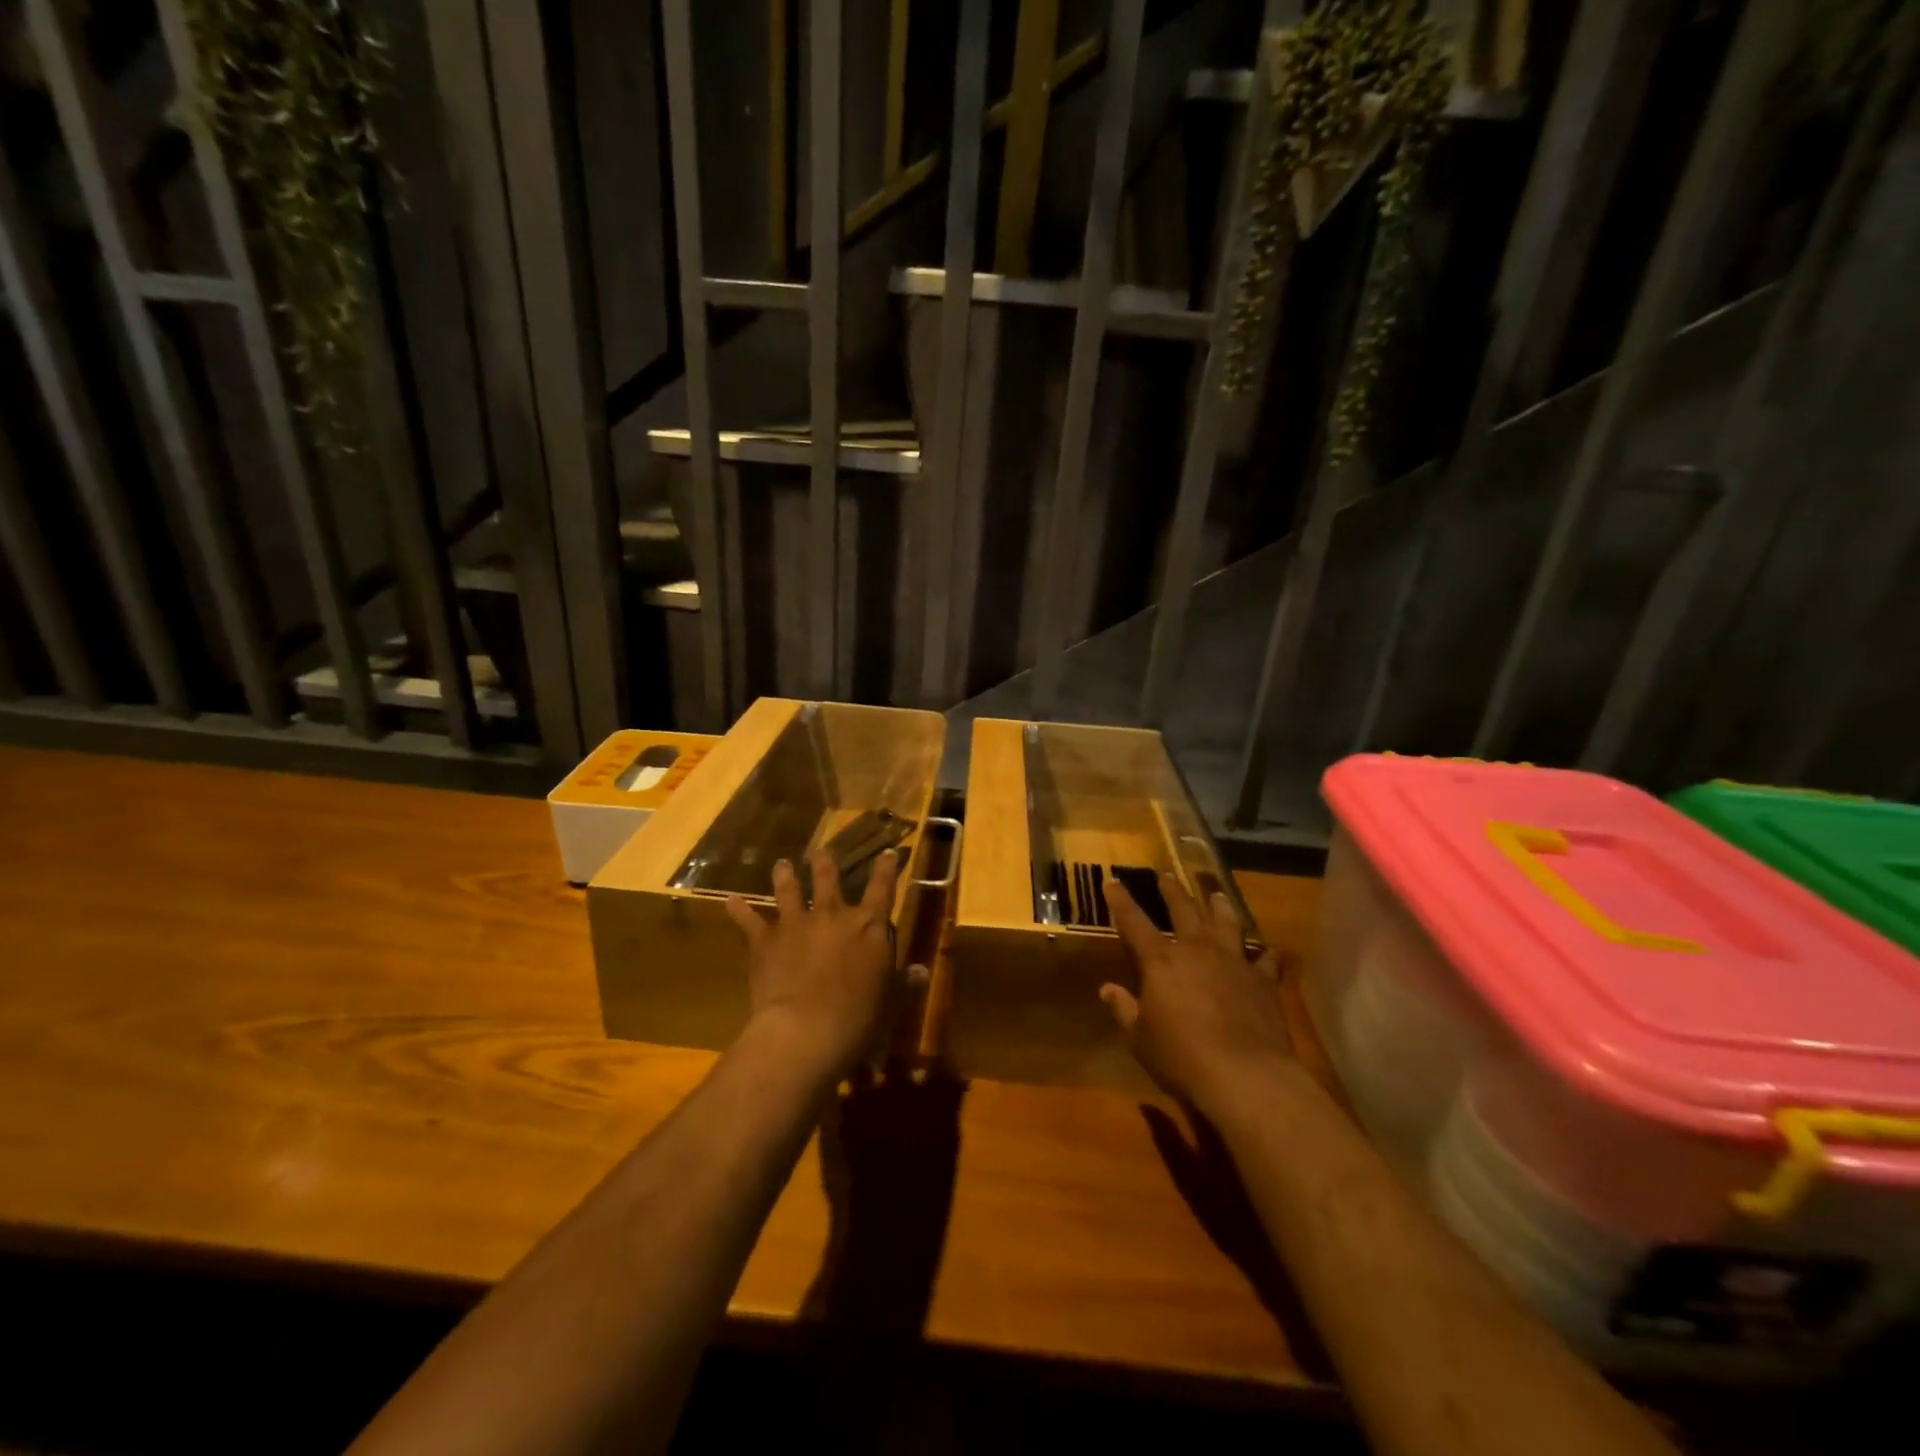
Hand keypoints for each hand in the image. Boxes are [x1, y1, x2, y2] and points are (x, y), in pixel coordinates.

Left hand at [726, 848, 900, 1076]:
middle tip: (822, 851)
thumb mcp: (890, 1000)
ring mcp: (796, 923)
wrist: (806, 1031)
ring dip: (785, 875)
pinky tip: (731, 901)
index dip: (887, 869)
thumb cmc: (858, 1018)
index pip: (883, 888)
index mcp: (869, 926)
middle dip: (826, 863)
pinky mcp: (765, 940)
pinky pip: (749, 920)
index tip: (888, 852)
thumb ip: (904, 981)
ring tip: (782, 864)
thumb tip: (923, 971)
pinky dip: (739, 910)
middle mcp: (833, 915)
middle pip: (829, 878)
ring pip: (789, 890)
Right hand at [1100, 873, 1289, 1115]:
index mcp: (1161, 961)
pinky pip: (1263, 960)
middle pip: (1183, 911)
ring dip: (1218, 906)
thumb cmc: (1182, 1057)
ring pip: (1226, 923)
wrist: (1246, 1075)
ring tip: (1216, 894)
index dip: (1121, 901)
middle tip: (1166, 876)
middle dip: (1172, 892)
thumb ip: (1124, 1009)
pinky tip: (1266, 951)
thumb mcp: (1140, 1039)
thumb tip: (1107, 989)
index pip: (1134, 922)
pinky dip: (1263, 954)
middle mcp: (1197, 951)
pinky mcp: (1263, 981)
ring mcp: (1234, 962)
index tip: (1112, 881)